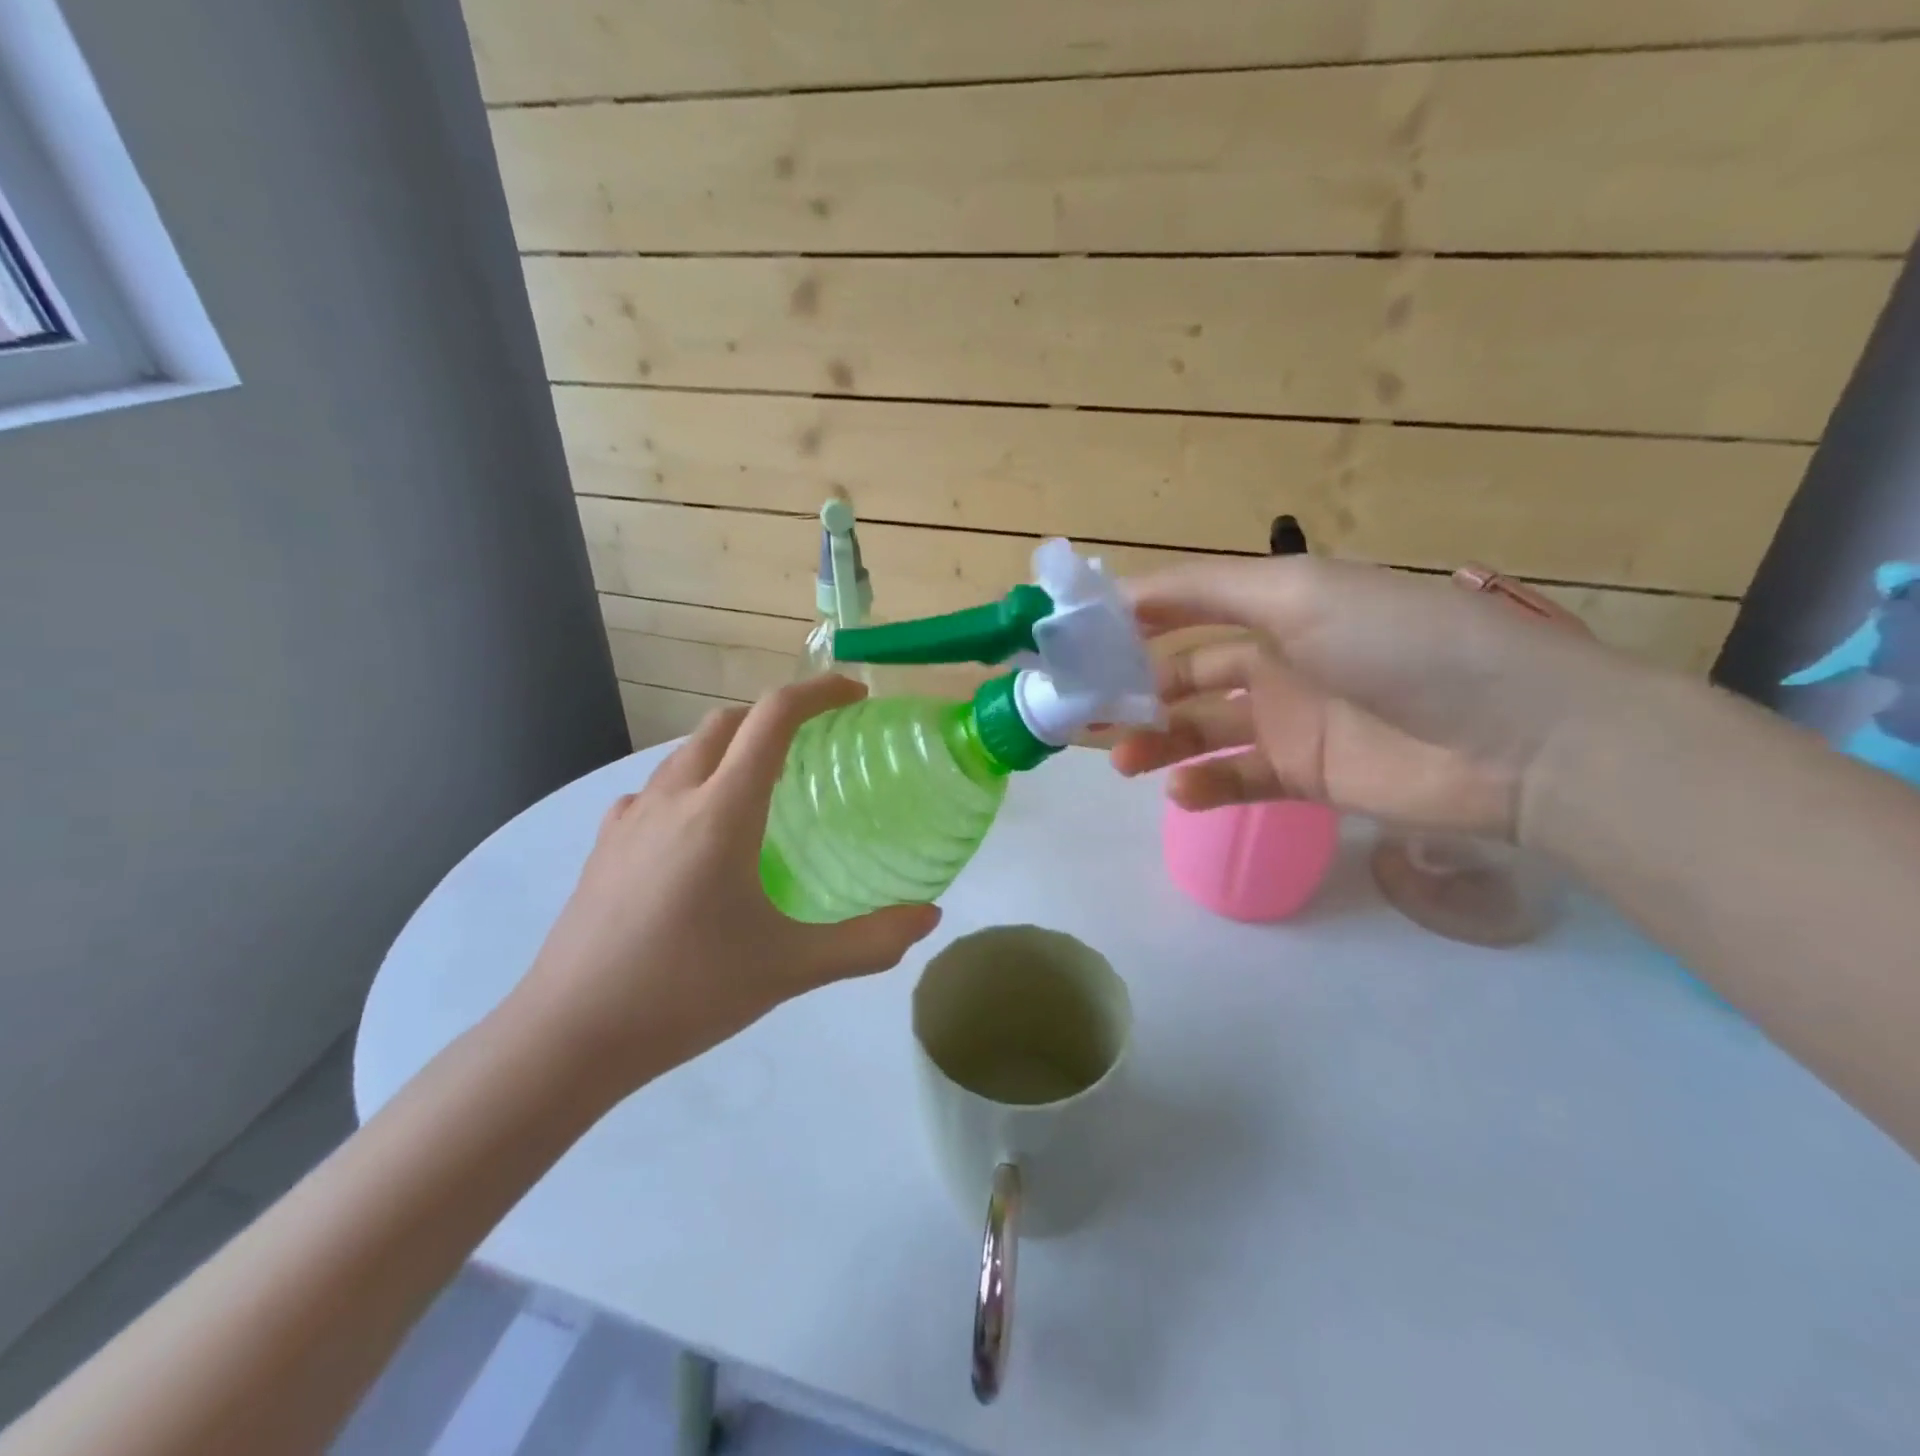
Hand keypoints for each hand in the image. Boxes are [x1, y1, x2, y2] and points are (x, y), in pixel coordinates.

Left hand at [509, 675, 941, 1098]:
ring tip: (764, 788)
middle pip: (728, 722)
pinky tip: (700, 833)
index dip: (818, 692)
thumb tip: (930, 917)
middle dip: (776, 716)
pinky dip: (692, 784)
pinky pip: (656, 789)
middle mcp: (673, 796)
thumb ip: (868, 942)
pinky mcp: (605, 845)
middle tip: (816, 745)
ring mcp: (630, 818)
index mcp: (722, 810)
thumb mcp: (790, 968)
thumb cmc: (685, 992)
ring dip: (731, 747)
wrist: (568, 1037)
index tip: (855, 697)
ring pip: (687, 752)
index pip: (773, 717)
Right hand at [1111, 556, 1644, 842]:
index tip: (1071, 644)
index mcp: (1274, 606)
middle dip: (1132, 690)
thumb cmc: (1401, 645)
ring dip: (1156, 741)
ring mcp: (1289, 722)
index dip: (1127, 622)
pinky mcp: (1305, 777)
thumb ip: (1205, 591)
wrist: (1519, 740)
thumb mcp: (1300, 593)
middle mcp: (1275, 659)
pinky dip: (1203, 785)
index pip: (1182, 608)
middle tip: (1082, 715)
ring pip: (1199, 729)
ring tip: (1121, 760)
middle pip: (1182, 674)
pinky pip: (1236, 778)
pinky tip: (1180, 791)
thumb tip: (1119, 594)